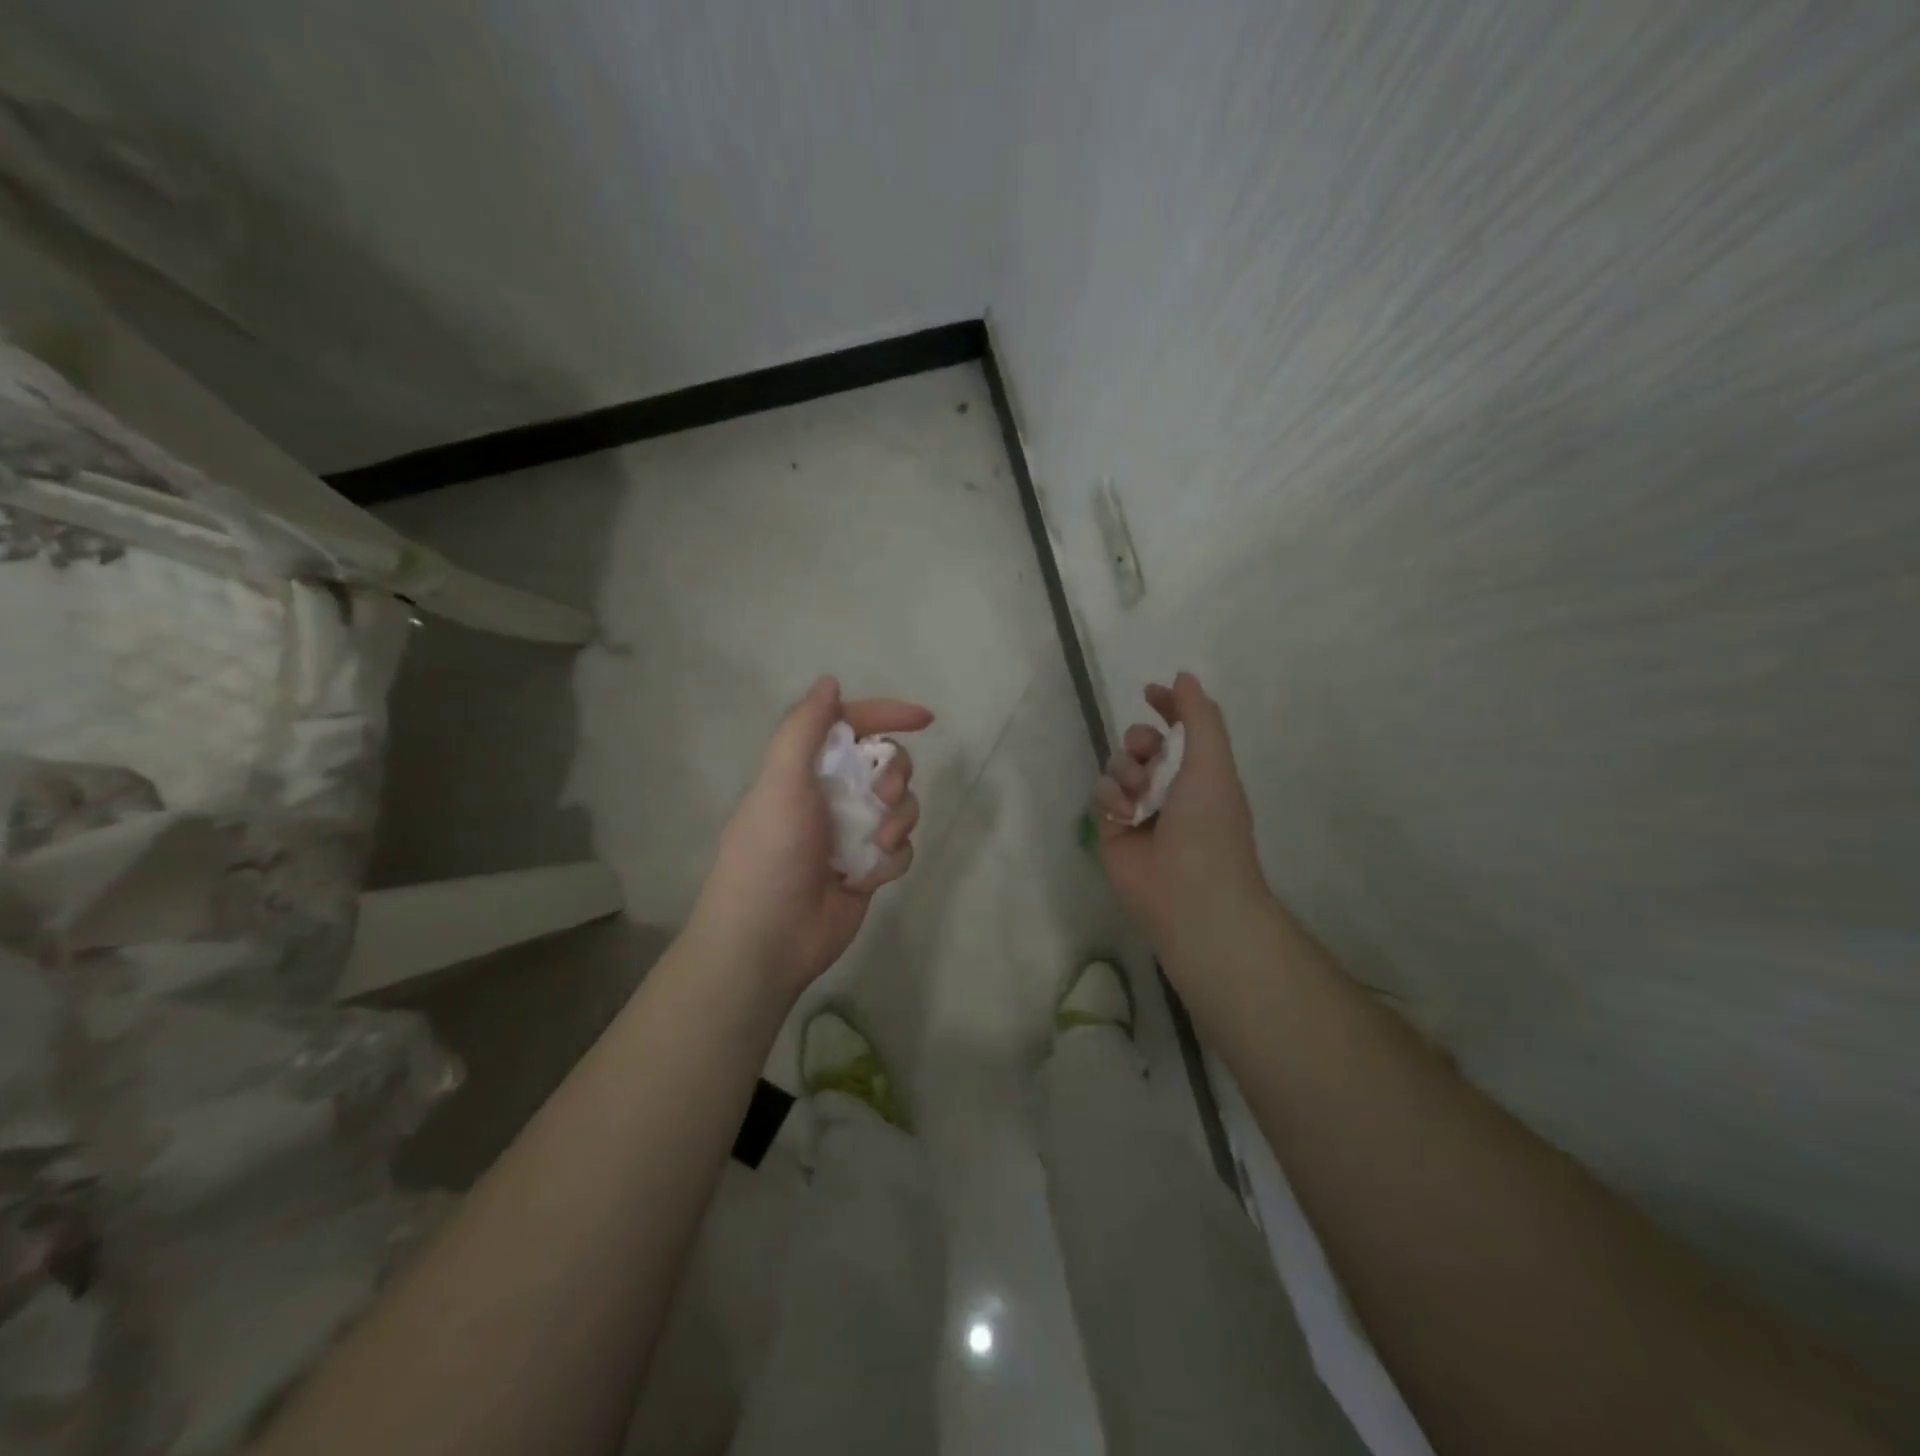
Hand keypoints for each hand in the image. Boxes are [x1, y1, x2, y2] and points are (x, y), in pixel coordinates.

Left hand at [690, 677, 930, 998]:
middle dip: (895, 774)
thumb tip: (830, 682)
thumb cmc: (770, 853)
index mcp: (805, 769)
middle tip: (882, 794)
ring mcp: (851, 833)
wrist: (769, 938)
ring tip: (878, 840)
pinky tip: (868, 875)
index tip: (924, 719)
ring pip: (902, 805)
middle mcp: (831, 795)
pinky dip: (890, 857)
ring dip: (899, 818)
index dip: (887, 715)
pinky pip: (901, 848)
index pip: (851, 727)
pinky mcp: (868, 867)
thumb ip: (804, 729)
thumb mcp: (780, 782)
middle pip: (886, 764)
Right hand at [1093, 672, 1268, 954]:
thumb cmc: (1210, 824)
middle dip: (1140, 741)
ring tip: (1140, 798)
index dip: (1166, 707)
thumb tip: (1183, 676)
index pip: (1178, 728)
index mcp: (1199, 771)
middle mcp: (1167, 786)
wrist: (1188, 891)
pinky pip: (1099, 792)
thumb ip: (1198, 716)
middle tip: (1148, 755)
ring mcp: (1137, 808)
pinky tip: (1125, 817)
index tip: (1150, 692)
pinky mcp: (1110, 828)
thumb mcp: (1213, 762)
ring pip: (1115, 765)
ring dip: (1126, 772)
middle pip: (1139, 742)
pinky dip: (1111, 799)